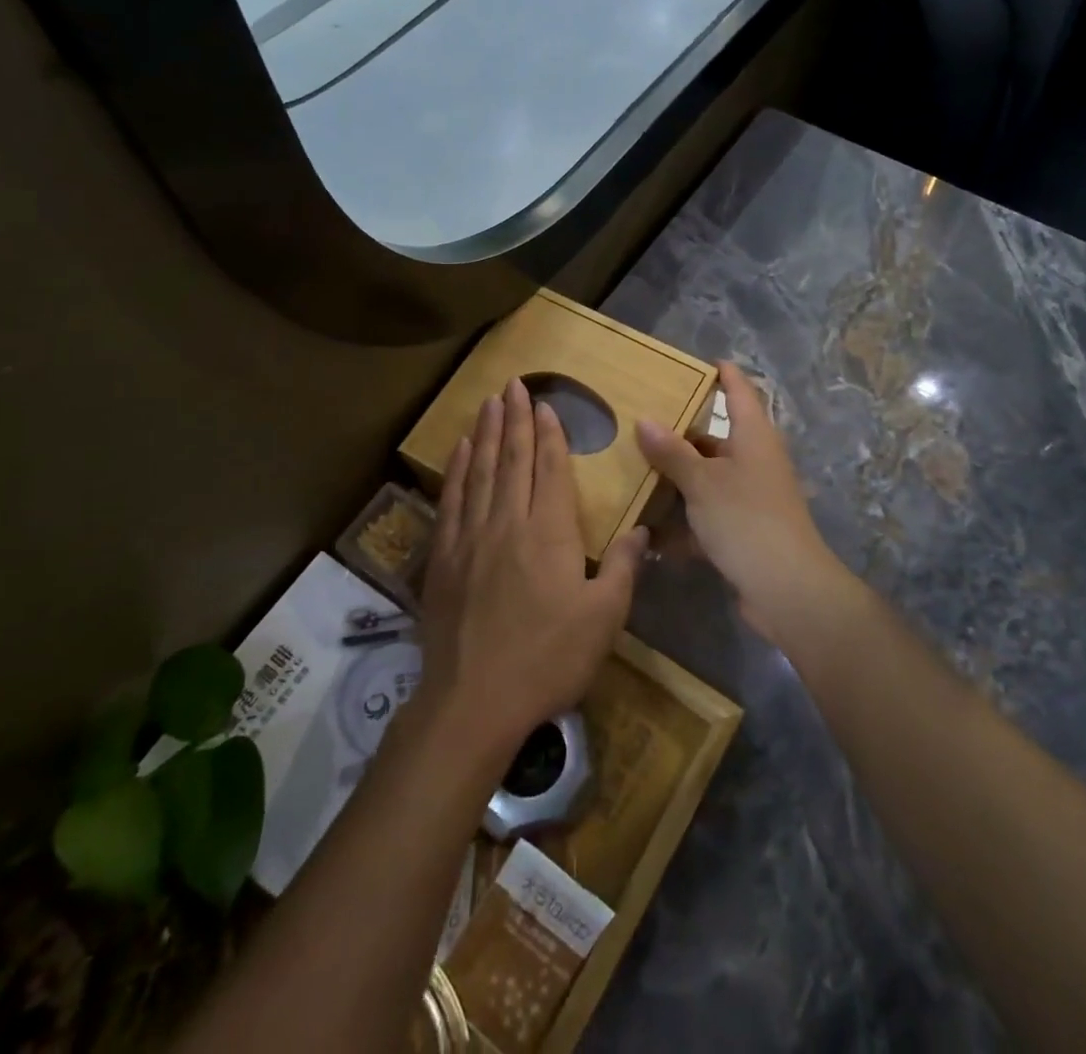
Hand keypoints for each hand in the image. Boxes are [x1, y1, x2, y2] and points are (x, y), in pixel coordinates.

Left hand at [418, 379, 642, 760]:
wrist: (473, 701)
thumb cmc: (547, 659)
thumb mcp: (603, 619)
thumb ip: (621, 568)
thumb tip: (643, 530)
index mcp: (549, 532)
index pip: (551, 469)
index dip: (550, 434)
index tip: (546, 404)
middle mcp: (508, 522)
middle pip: (513, 459)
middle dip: (517, 419)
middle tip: (514, 384)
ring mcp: (471, 537)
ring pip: (481, 471)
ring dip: (488, 433)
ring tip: (490, 402)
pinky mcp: (443, 557)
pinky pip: (452, 499)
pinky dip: (458, 469)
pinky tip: (462, 449)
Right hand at [636, 363, 857, 648]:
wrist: (787, 589)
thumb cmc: (746, 519)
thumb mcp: (702, 482)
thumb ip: (672, 452)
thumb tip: (645, 419)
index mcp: (754, 436)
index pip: (740, 391)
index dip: (723, 374)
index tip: (701, 361)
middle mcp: (756, 460)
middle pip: (716, 438)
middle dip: (681, 435)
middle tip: (641, 424)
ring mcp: (752, 497)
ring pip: (709, 479)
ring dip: (678, 481)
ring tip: (636, 473)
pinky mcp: (745, 530)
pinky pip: (709, 515)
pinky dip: (685, 523)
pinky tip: (652, 533)